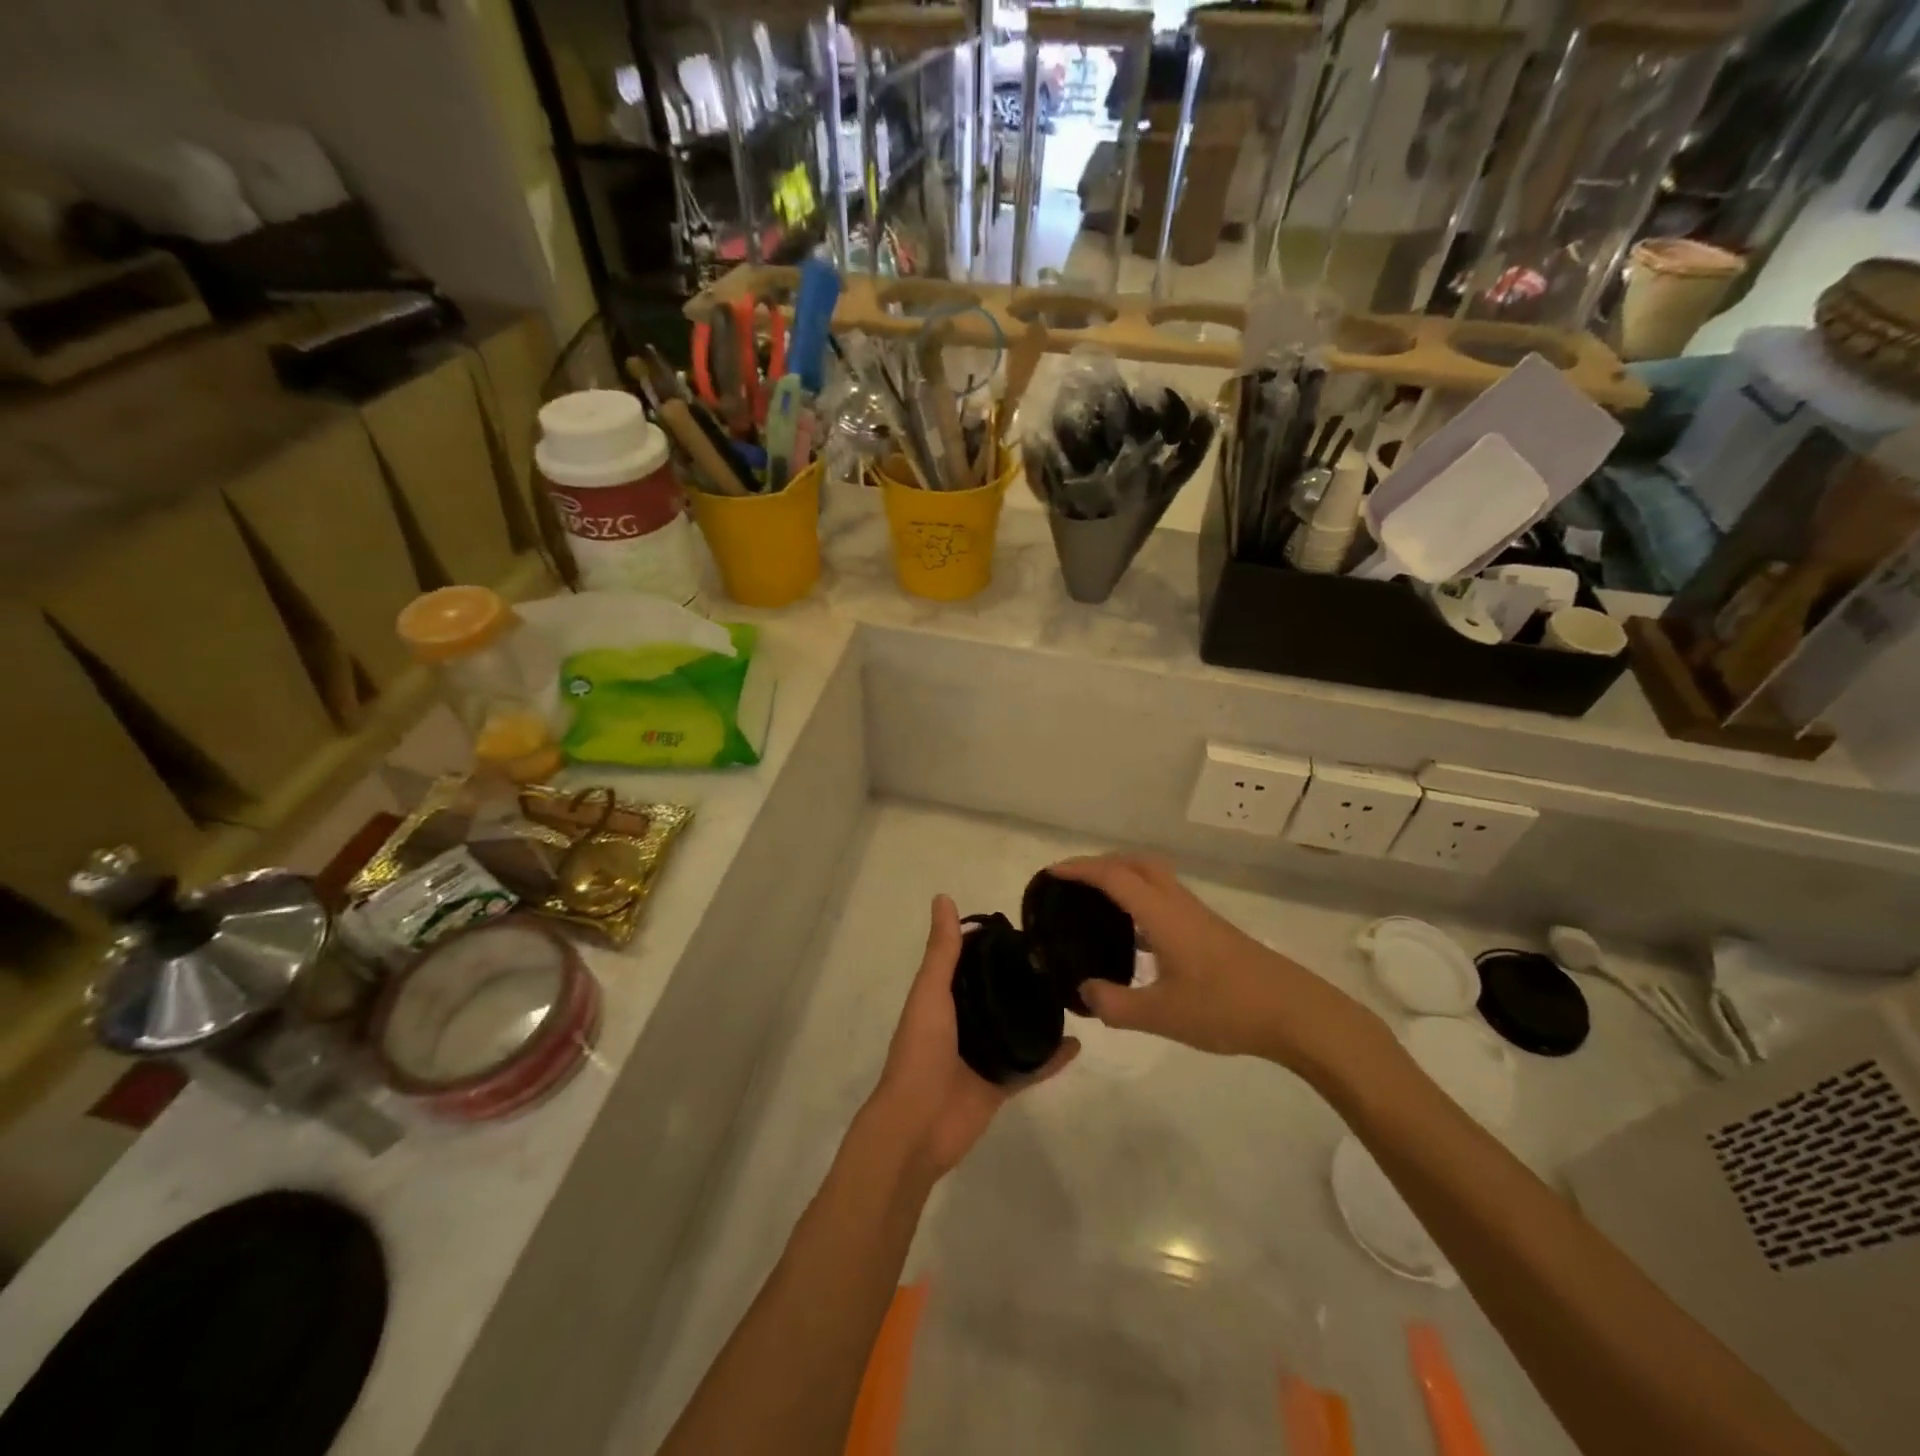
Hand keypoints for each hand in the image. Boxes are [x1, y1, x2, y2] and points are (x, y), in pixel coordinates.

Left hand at [866, 894, 1077, 1178]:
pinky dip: (1053, 1057)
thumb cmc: (921, 1051)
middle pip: (997, 993)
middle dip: (1023, 978)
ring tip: (1073, 992)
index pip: (971, 962)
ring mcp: (983, 1055)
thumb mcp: (931, 993)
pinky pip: (1032, 1066)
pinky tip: (1078, 1043)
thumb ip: (943, 951)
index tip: (1025, 927)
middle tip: (1060, 957)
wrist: (918, 1125)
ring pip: (1017, 1028)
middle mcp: (964, 1022)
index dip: (993, 944)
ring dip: (1039, 1014)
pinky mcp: (1000, 1084)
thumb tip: (943, 897)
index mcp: (943, 998)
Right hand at [1050, 855, 1382, 1076]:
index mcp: (1162, 915)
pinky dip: (1140, 899)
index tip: (1050, 873)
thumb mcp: (1162, 1015)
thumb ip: (1115, 1005)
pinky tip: (1134, 936)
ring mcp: (1198, 917)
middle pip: (1136, 863)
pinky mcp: (1210, 932)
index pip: (1114, 877)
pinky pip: (1165, 899)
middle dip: (1100, 863)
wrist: (1296, 1013)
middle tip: (1072, 882)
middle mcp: (1178, 905)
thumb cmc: (1227, 1008)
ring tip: (1095, 902)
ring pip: (1154, 878)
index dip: (1080, 870)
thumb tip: (1084, 991)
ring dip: (1123, 877)